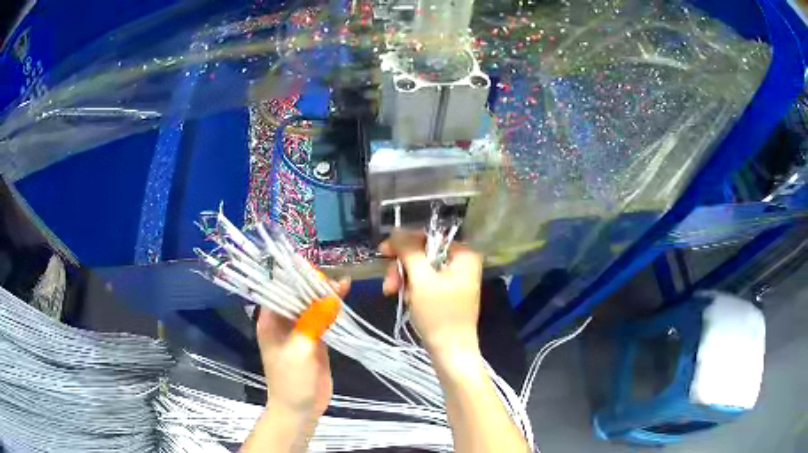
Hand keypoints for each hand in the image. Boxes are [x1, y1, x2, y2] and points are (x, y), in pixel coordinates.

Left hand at [256, 278, 349, 417]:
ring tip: (344, 286)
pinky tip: (343, 300)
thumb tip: (332, 295)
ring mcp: (300, 330)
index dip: (296, 278)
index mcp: (270, 321)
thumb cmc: (291, 381)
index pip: (280, 290)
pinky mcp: (315, 340)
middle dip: (315, 285)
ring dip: (326, 296)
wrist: (300, 410)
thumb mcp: (300, 350)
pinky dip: (332, 310)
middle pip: (298, 295)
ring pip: (312, 306)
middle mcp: (283, 322)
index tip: (316, 273)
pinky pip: (322, 319)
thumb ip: (313, 321)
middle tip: (336, 281)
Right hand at [380, 231, 482, 355]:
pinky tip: (405, 301)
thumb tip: (396, 231)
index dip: (404, 242)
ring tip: (393, 294)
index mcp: (463, 255)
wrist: (450, 352)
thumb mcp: (421, 279)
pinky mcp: (447, 295)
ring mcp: (455, 281)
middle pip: (423, 254)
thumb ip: (409, 251)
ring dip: (403, 280)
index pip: (429, 237)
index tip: (382, 251)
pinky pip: (425, 283)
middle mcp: (462, 264)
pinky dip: (412, 289)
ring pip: (421, 270)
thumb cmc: (439, 314)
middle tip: (389, 283)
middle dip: (402, 267)